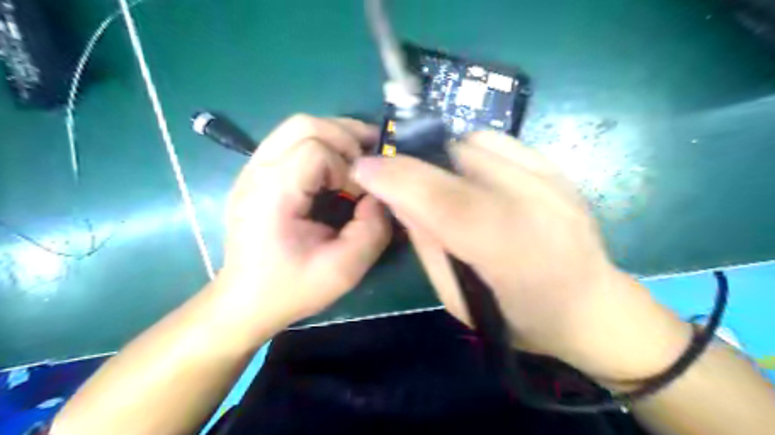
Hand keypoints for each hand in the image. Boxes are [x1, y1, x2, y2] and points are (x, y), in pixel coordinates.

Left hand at [215, 115, 390, 331]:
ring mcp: (253, 169)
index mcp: (272, 195)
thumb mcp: (343, 270)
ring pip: (297, 126)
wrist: (245, 301)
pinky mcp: (257, 174)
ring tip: (357, 158)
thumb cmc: (291, 288)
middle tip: (367, 161)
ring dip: (334, 137)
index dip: (347, 168)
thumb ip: (373, 229)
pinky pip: (291, 140)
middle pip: (304, 124)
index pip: (316, 151)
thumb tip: (381, 195)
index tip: (357, 196)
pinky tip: (335, 167)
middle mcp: (257, 172)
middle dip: (344, 138)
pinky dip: (321, 145)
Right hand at [354, 132, 690, 380]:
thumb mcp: (459, 299)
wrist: (592, 307)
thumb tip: (398, 198)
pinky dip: (470, 150)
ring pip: (474, 140)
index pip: (444, 200)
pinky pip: (498, 141)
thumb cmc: (519, 317)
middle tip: (392, 175)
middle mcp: (535, 203)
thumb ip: (428, 244)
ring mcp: (552, 178)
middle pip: (457, 159)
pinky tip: (469, 174)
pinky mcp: (558, 167)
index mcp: (510, 250)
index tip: (363, 169)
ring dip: (441, 156)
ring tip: (436, 180)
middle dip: (412, 161)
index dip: (397, 178)